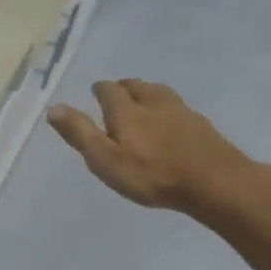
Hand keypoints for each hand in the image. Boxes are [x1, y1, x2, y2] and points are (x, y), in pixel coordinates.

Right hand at [47, 79, 270, 218]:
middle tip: (117, 94)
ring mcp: (182, 112)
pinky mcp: (202, 126)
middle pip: (137, 86)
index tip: (96, 93)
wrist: (216, 183)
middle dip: (124, 87)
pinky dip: (168, 108)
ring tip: (142, 101)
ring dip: (147, 92)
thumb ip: (80, 133)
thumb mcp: (105, 159)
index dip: (101, 90)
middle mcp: (154, 103)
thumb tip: (53, 107)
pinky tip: (171, 120)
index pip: (109, 90)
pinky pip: (179, 108)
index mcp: (126, 111)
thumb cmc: (152, 175)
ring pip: (160, 92)